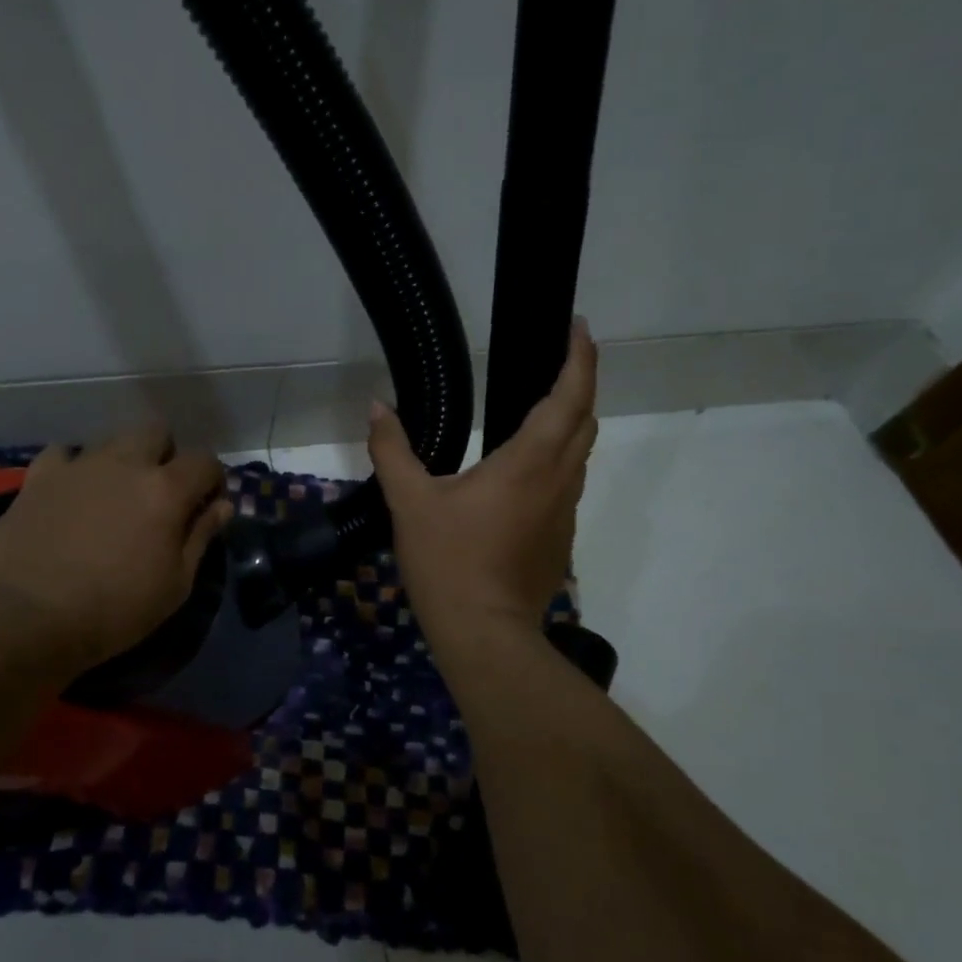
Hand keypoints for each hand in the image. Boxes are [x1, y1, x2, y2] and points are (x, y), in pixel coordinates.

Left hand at [0, 425, 232, 673]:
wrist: (27, 618)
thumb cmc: (114, 610)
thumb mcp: (175, 585)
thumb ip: (201, 537)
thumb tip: (222, 505)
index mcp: (166, 489)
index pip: (205, 461)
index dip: (212, 479)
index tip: (207, 504)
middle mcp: (125, 463)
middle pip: (156, 431)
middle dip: (166, 455)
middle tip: (159, 493)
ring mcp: (79, 465)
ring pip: (112, 439)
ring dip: (123, 460)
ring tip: (114, 496)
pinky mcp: (39, 476)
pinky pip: (63, 454)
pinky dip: (74, 467)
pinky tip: (72, 493)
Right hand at [369, 317, 596, 641]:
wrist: (484, 633)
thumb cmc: (448, 562)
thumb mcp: (409, 502)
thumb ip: (392, 450)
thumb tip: (376, 407)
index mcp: (529, 462)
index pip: (569, 396)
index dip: (579, 358)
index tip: (577, 328)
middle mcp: (558, 480)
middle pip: (585, 420)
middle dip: (578, 384)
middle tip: (556, 363)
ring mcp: (565, 512)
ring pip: (580, 455)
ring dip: (569, 425)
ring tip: (538, 411)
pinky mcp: (561, 539)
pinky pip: (567, 486)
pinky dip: (556, 462)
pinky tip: (522, 474)